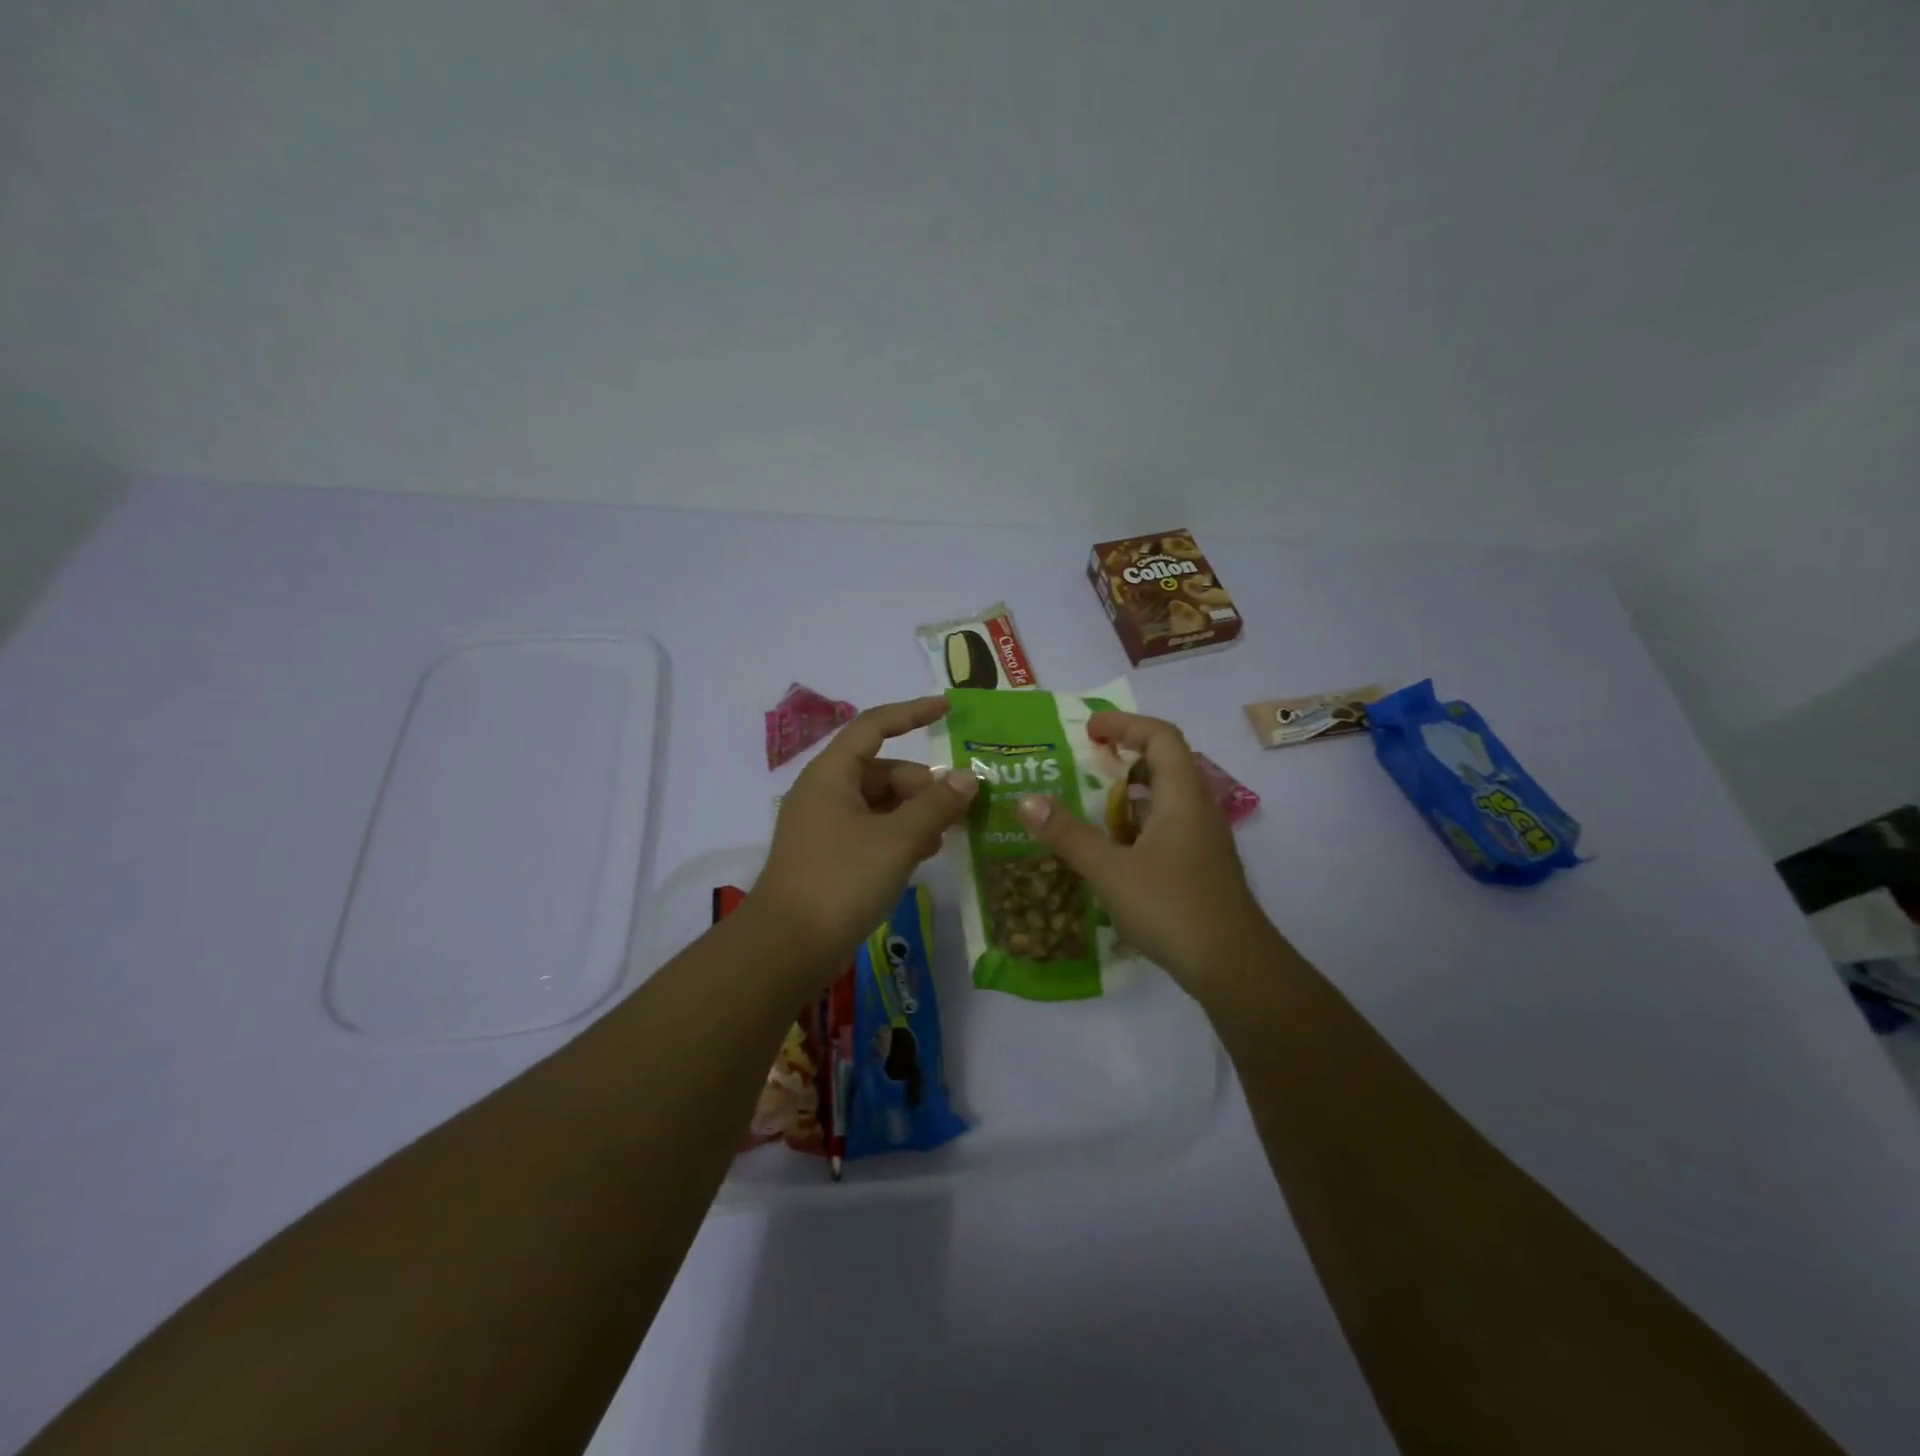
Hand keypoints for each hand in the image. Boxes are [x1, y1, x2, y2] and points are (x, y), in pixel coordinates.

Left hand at [750, 695, 978, 983]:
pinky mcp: (827, 857)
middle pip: (883, 771)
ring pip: (879, 803)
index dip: (912, 713)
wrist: (787, 947)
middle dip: (922, 786)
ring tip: (943, 838)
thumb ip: (936, 805)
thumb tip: (967, 778)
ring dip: (914, 814)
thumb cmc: (842, 879)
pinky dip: (898, 835)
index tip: (947, 710)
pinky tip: (921, 857)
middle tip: (956, 812)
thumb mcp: (898, 839)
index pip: (874, 726)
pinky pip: (870, 830)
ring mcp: (823, 826)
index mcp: (832, 774)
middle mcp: (824, 792)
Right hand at [1014, 710, 1275, 992]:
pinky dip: (1136, 827)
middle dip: (1124, 757)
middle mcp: (1198, 811)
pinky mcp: (1200, 869)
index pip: (1161, 736)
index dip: (1125, 724)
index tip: (1089, 731)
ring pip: (1165, 800)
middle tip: (1085, 765)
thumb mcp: (1111, 871)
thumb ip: (1068, 835)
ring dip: (1129, 795)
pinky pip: (1166, 830)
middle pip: (1166, 764)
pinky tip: (1111, 851)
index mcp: (1183, 797)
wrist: (1234, 969)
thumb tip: (1027, 801)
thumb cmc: (1173, 908)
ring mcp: (1202, 842)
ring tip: (1089, 806)